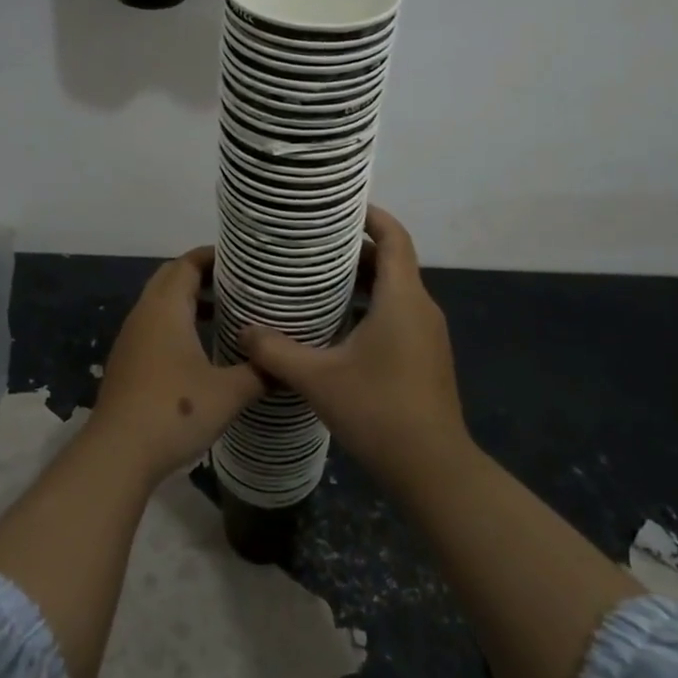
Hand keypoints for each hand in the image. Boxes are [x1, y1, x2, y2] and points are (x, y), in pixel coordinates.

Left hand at [91, 246, 266, 484]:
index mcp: (166, 308)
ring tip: (225, 314)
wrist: (118, 453)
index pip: (188, 263)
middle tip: (238, 284)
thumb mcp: (229, 392)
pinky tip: (201, 349)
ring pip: (161, 304)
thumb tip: (285, 362)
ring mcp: (132, 338)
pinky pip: (155, 327)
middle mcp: (145, 314)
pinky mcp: (128, 362)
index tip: (243, 261)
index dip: (214, 256)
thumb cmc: (175, 411)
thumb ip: (260, 372)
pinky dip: (178, 324)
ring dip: (189, 301)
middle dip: (202, 275)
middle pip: (172, 277)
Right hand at [239, 207, 468, 498]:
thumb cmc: (379, 411)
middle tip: (311, 245)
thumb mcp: (318, 379)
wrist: (434, 470)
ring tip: (316, 281)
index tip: (339, 207)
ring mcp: (427, 334)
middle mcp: (420, 308)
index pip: (394, 237)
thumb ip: (276, 351)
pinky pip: (397, 314)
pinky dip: (369, 307)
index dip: (371, 215)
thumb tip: (244, 330)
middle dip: (354, 250)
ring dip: (360, 281)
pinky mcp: (425, 357)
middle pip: (391, 261)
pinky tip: (335, 327)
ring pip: (394, 291)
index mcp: (402, 298)